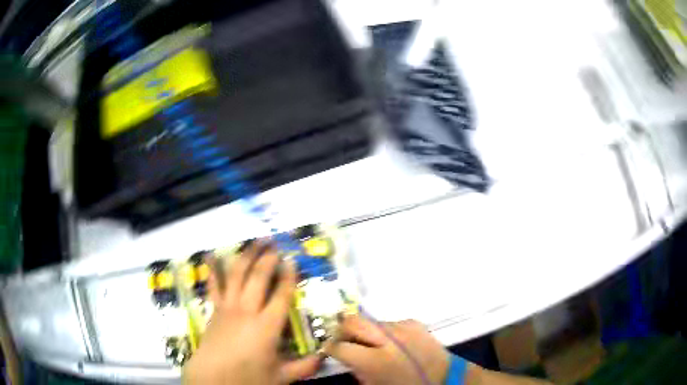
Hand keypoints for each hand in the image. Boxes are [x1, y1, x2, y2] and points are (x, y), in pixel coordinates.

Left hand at [183, 241, 320, 384]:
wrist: (213, 377)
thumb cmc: (248, 377)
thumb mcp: (281, 376)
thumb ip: (304, 367)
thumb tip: (324, 358)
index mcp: (267, 326)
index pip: (281, 295)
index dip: (288, 276)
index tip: (292, 260)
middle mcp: (247, 310)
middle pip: (258, 277)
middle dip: (268, 258)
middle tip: (275, 244)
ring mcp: (228, 307)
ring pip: (237, 274)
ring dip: (247, 256)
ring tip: (255, 242)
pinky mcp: (215, 309)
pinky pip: (213, 285)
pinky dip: (212, 269)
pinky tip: (210, 255)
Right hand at [325, 315, 449, 384]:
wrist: (444, 377)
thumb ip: (357, 370)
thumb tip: (346, 357)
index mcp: (376, 361)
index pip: (340, 346)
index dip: (331, 348)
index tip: (329, 349)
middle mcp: (388, 339)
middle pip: (352, 321)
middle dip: (342, 330)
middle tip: (344, 340)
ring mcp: (402, 327)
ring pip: (371, 322)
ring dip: (367, 332)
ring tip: (374, 344)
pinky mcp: (413, 322)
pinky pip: (391, 323)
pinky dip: (386, 332)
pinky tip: (394, 343)